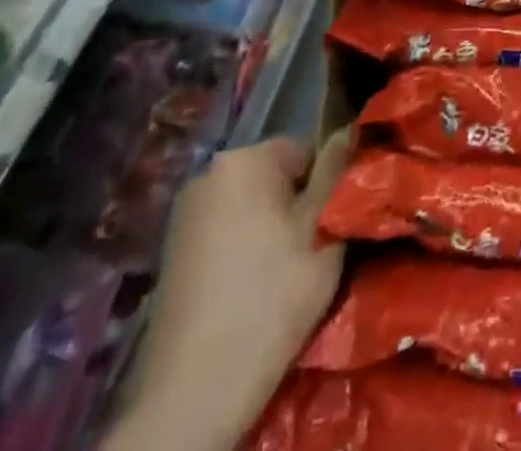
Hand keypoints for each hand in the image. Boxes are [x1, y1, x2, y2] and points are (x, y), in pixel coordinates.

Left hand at [113, 132, 350, 450]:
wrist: (194, 391)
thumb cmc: (270, 297)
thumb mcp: (323, 228)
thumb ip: (337, 172)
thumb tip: (348, 129)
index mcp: (244, 158)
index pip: (305, 152)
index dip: (324, 189)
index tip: (328, 228)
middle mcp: (209, 173)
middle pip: (274, 178)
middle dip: (295, 208)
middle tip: (309, 254)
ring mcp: (185, 214)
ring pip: (250, 207)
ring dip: (270, 230)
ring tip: (281, 276)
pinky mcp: (172, 252)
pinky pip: (225, 233)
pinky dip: (242, 251)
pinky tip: (249, 290)